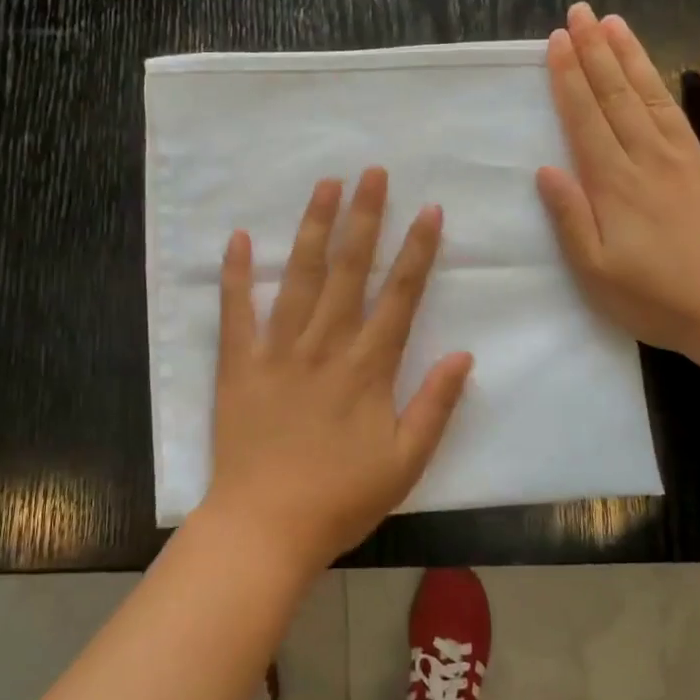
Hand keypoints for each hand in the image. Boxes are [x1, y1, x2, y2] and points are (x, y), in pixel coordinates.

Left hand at [204, 169, 474, 571]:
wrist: (265, 527)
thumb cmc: (340, 498)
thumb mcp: (406, 463)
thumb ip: (436, 405)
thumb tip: (464, 354)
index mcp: (367, 368)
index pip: (399, 296)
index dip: (416, 251)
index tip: (428, 210)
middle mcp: (324, 346)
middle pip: (348, 271)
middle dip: (364, 218)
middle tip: (373, 172)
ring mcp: (278, 350)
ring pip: (298, 277)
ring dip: (313, 228)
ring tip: (325, 185)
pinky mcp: (238, 364)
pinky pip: (235, 311)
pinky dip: (235, 274)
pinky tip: (236, 237)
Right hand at [536, 2, 699, 362]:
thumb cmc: (658, 301)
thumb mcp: (595, 273)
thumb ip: (570, 218)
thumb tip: (545, 169)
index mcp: (616, 185)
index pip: (585, 119)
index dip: (569, 78)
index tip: (558, 40)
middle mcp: (653, 160)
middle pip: (619, 97)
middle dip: (596, 52)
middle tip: (581, 12)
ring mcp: (697, 160)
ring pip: (661, 97)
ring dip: (637, 57)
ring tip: (618, 22)